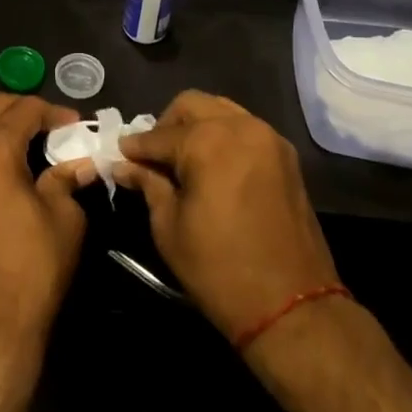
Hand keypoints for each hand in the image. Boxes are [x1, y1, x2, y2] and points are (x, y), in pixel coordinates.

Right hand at [111, 92, 338, 342]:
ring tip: (182, 159)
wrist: (292, 306)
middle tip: (153, 156)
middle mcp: (240, 127)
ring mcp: (268, 138)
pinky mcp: (286, 156)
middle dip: (166, 125)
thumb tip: (124, 165)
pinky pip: (246, 129)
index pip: (158, 135)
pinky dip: (224, 136)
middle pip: (192, 105)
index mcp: (207, 141)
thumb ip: (148, 185)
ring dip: (197, 126)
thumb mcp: (169, 228)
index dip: (135, 147)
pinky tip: (212, 165)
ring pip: (221, 110)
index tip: (119, 156)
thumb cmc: (219, 269)